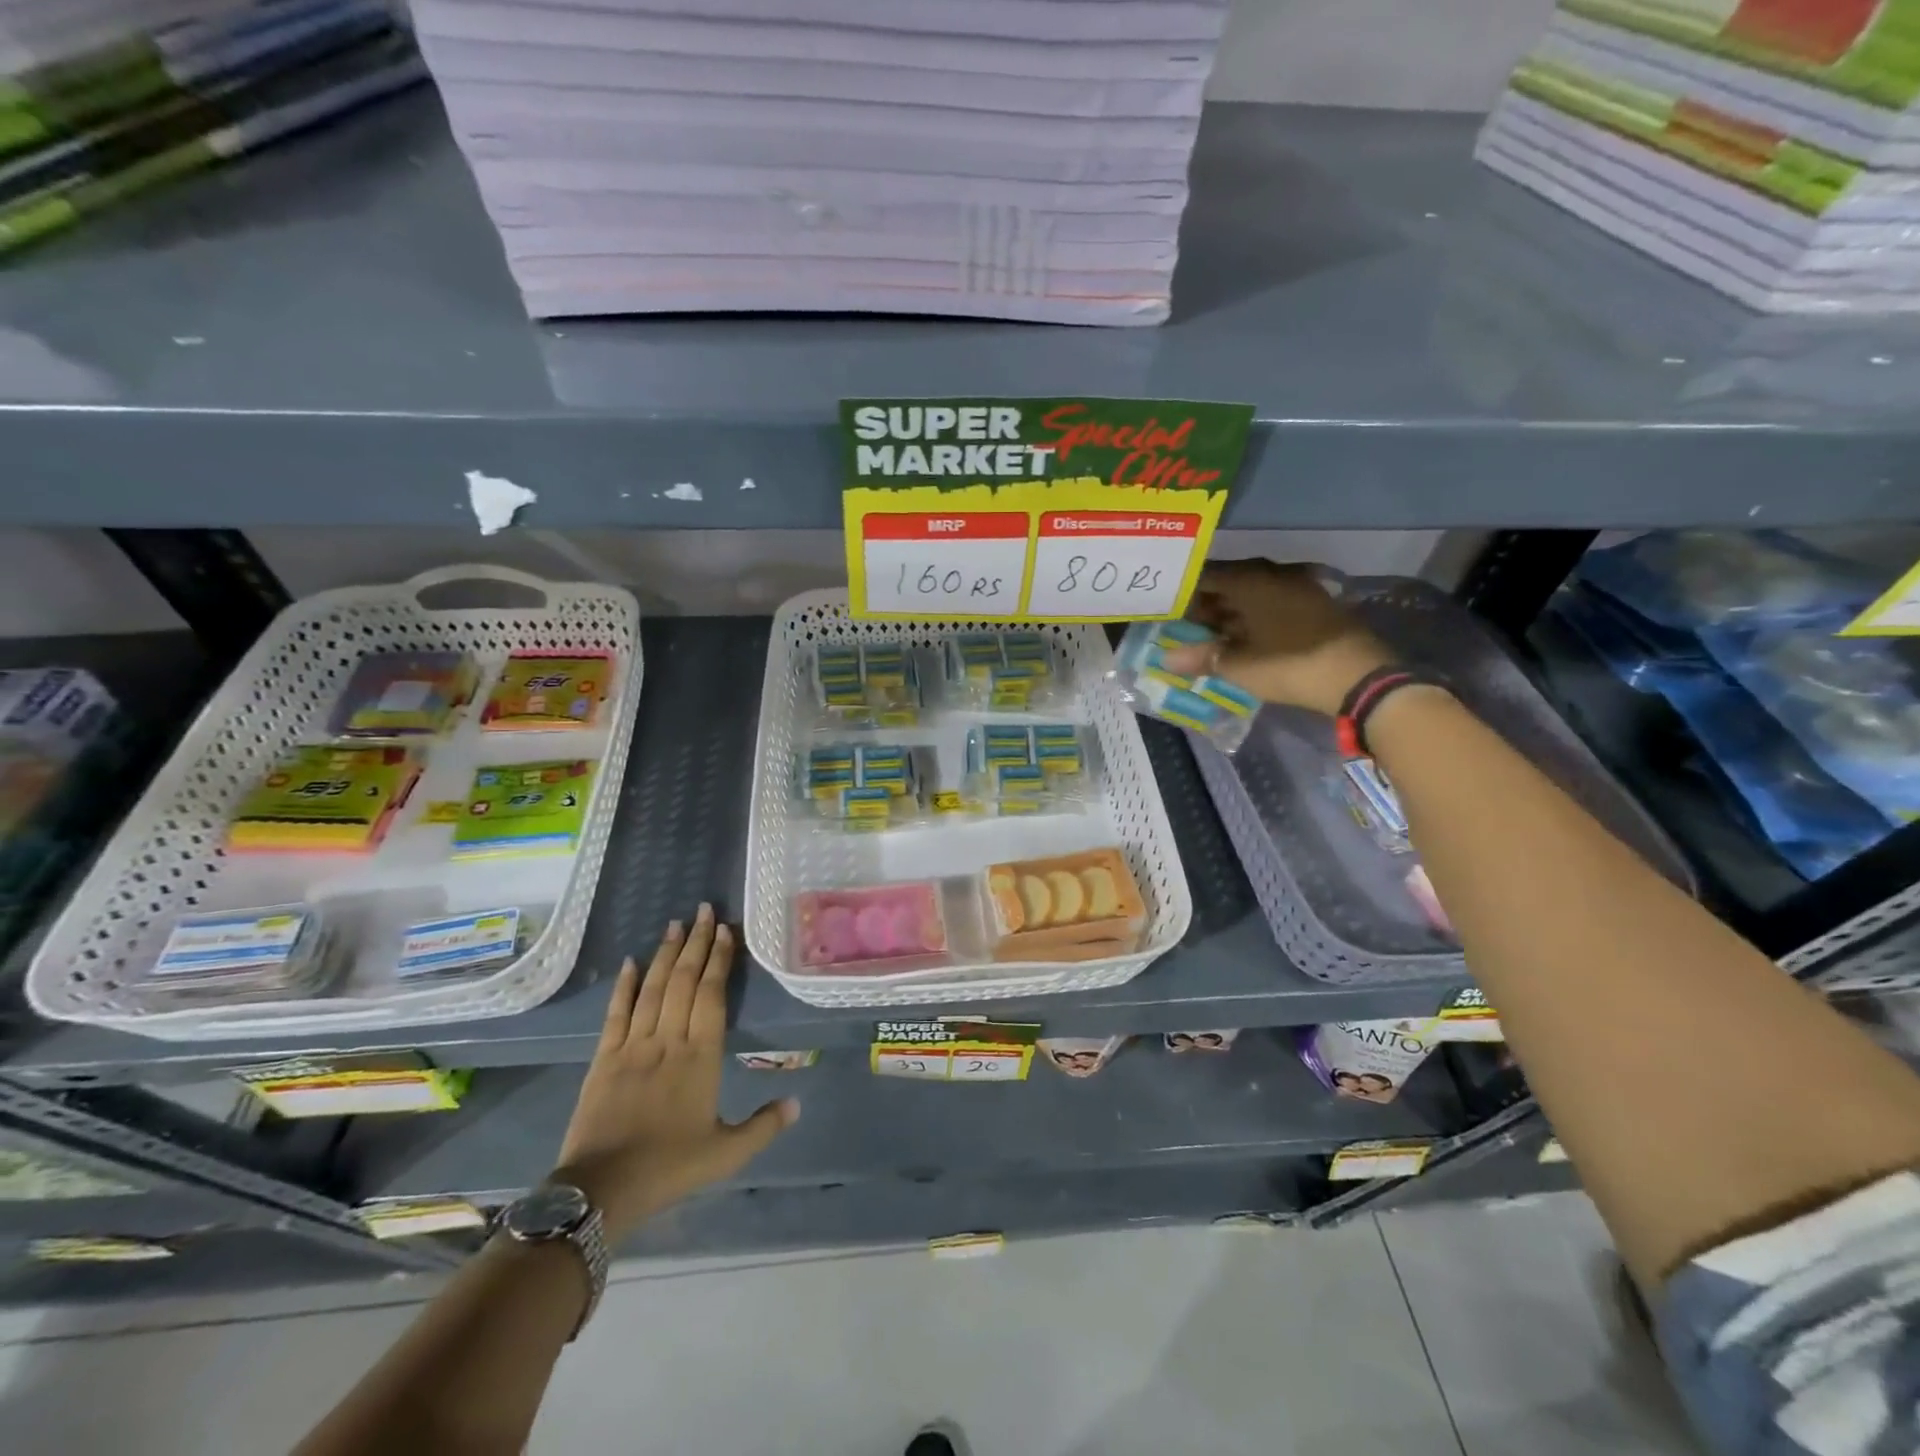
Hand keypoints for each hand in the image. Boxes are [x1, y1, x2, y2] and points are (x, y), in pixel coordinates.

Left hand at [551, 905, 796, 1241]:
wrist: (601, 1191)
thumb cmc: (669, 1168)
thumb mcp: (726, 1154)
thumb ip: (764, 1126)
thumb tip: (797, 1103)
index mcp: (701, 1057)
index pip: (711, 995)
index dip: (718, 960)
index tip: (725, 930)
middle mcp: (668, 1040)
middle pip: (684, 981)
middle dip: (695, 942)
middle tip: (704, 910)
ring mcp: (633, 1046)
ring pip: (653, 988)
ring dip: (665, 953)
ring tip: (675, 923)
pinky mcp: (604, 1058)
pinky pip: (616, 1013)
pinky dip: (624, 985)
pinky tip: (631, 961)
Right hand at [1162, 560, 1395, 716]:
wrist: (1357, 677)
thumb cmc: (1288, 665)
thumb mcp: (1238, 666)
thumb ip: (1201, 658)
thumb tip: (1166, 658)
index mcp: (1251, 580)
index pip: (1207, 576)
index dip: (1184, 592)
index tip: (1168, 608)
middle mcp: (1274, 575)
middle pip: (1230, 583)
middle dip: (1206, 603)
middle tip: (1185, 625)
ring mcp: (1298, 588)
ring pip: (1252, 594)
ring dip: (1230, 611)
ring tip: (1209, 634)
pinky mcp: (1314, 606)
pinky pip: (1271, 604)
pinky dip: (1253, 617)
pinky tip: (1242, 636)